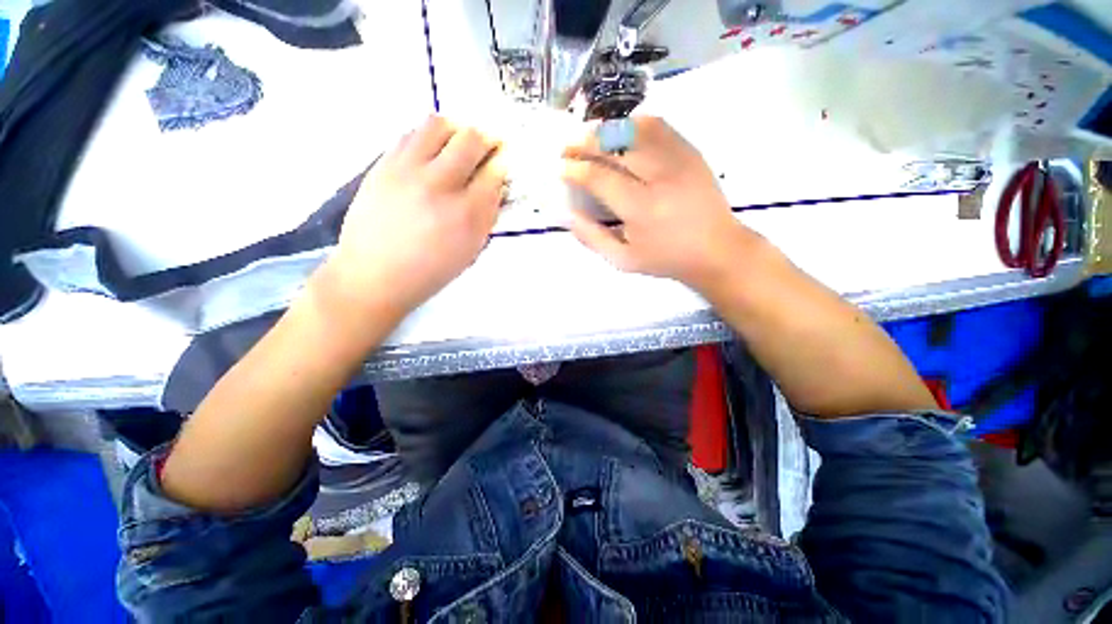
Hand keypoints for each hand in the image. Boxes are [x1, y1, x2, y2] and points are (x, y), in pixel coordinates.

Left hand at [323, 115, 505, 317]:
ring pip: (439, 124)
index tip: (504, 160)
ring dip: (457, 130)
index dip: (503, 162)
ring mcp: (408, 170)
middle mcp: (439, 185)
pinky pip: (410, 133)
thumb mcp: (470, 252)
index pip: (494, 172)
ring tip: (458, 144)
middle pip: (471, 139)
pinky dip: (428, 137)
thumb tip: (496, 186)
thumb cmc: (429, 271)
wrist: (373, 274)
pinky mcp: (384, 164)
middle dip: (487, 139)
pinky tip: (431, 152)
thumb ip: (487, 217)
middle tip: (488, 146)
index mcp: (466, 215)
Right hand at [562, 116, 759, 293]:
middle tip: (567, 147)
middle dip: (584, 142)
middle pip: (616, 144)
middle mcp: (660, 177)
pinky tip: (620, 134)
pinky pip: (658, 126)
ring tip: (589, 138)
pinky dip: (633, 124)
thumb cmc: (666, 259)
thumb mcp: (623, 260)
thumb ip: (592, 237)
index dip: (575, 168)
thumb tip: (566, 213)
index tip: (560, 167)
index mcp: (641, 209)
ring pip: (636, 128)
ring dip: (606, 129)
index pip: (600, 177)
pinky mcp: (690, 151)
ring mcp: (679, 159)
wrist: (716, 249)